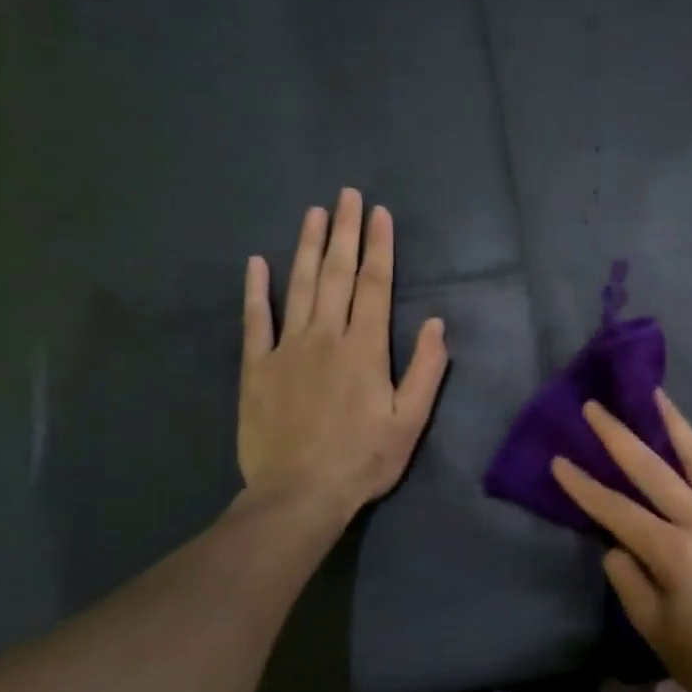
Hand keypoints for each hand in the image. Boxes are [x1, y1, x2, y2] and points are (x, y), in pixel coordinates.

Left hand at [238, 188, 448, 525]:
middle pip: (336, 274)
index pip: (374, 285)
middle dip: (345, 232)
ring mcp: (286, 349)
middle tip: (348, 196)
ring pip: (298, 287)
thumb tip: (435, 324)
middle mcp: (326, 337)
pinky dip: (256, 290)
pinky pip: (255, 321)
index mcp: (365, 349)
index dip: (379, 248)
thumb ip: (425, 370)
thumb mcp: (410, 422)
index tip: (380, 214)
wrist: (298, 495)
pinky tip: (258, 263)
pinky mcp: (256, 368)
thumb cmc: (363, 459)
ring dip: (307, 247)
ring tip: (314, 213)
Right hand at [551, 390, 691, 691]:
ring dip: (675, 424)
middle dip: (619, 435)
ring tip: (655, 396)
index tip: (559, 460)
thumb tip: (617, 540)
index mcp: (676, 553)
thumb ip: (627, 576)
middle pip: (655, 468)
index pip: (618, 510)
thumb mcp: (651, 627)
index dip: (585, 486)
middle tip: (596, 406)